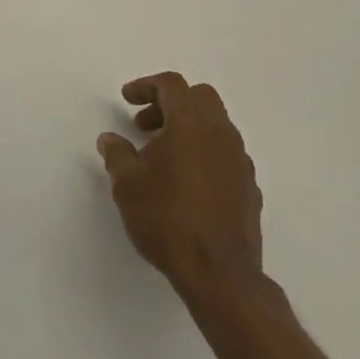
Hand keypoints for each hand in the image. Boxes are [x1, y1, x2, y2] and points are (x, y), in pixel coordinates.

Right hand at [98, 73, 263, 305]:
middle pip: (198, 97)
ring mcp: (239, 158)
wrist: (220, 273)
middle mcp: (220, 132)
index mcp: (191, 123)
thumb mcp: (128, 187)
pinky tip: (188, 183)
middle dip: (170, 104)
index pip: (171, 85)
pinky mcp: (249, 185)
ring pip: (215, 125)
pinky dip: (205, 154)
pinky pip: (225, 154)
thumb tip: (109, 139)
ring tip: (163, 158)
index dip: (146, 86)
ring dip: (189, 129)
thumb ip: (117, 155)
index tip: (127, 99)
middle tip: (145, 125)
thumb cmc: (168, 220)